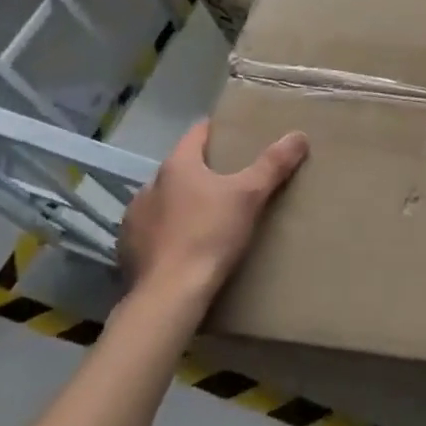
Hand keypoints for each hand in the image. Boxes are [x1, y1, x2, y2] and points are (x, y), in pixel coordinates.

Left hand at [118, 120, 307, 301]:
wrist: (169, 295)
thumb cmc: (209, 235)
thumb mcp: (249, 195)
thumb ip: (273, 164)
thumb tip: (298, 135)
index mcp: (176, 166)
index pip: (196, 134)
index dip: (217, 130)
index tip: (235, 133)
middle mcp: (148, 186)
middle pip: (181, 168)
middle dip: (203, 170)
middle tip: (231, 179)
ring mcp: (133, 219)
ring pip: (163, 200)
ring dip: (181, 202)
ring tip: (207, 215)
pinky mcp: (127, 250)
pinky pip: (151, 231)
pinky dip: (168, 232)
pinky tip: (184, 245)